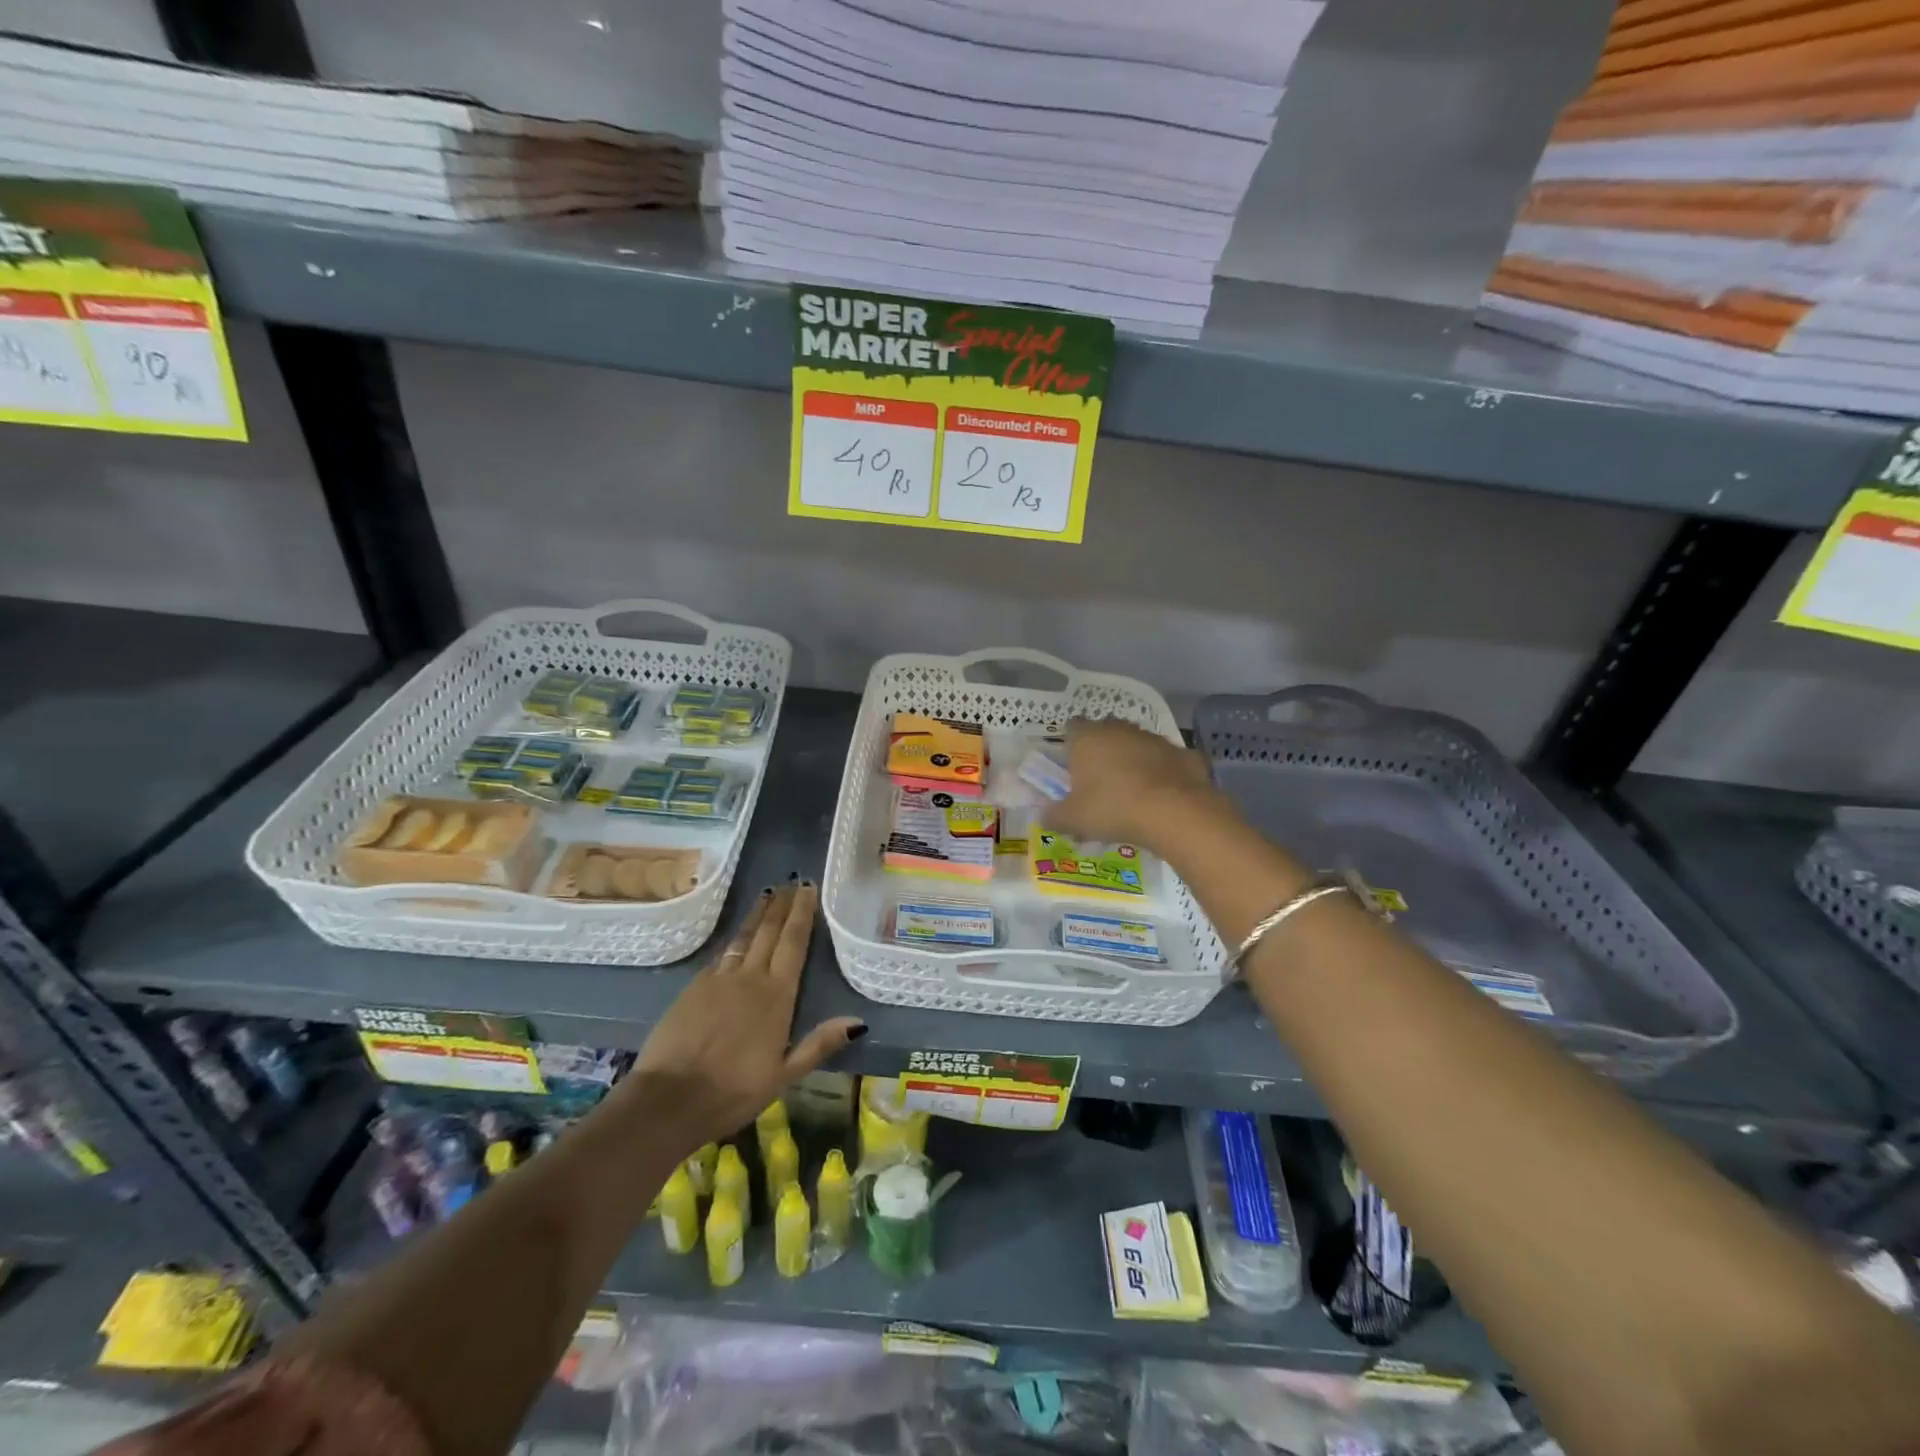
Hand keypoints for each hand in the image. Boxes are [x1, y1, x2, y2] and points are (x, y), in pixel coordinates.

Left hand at [626, 882, 863, 1150]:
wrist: (669, 1099)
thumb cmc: (733, 1091)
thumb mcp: (784, 1075)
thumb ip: (819, 1044)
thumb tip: (857, 1021)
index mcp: (777, 996)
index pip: (793, 943)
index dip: (802, 914)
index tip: (807, 888)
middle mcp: (749, 978)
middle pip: (769, 932)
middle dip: (782, 905)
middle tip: (791, 881)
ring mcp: (718, 979)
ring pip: (743, 938)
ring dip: (758, 914)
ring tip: (768, 894)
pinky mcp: (693, 987)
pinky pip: (721, 954)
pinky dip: (734, 938)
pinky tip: (737, 936)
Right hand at [1050, 718, 1216, 849]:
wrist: (1174, 812)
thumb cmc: (1112, 809)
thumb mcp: (1073, 820)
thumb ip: (1054, 816)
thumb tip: (1044, 817)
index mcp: (1087, 738)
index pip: (1071, 728)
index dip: (1070, 746)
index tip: (1071, 768)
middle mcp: (1120, 729)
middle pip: (1105, 733)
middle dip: (1102, 753)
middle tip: (1099, 784)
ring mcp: (1154, 739)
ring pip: (1137, 745)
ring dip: (1133, 762)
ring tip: (1132, 794)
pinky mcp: (1184, 753)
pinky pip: (1166, 762)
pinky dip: (1163, 774)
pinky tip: (1162, 798)